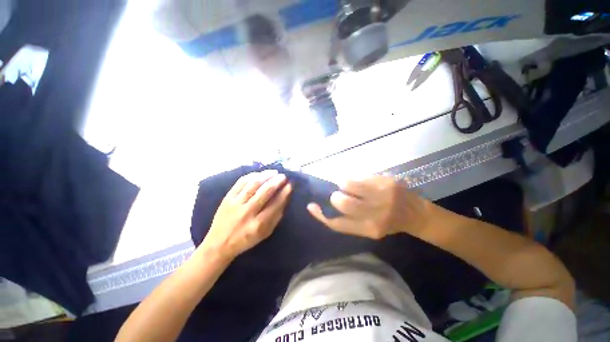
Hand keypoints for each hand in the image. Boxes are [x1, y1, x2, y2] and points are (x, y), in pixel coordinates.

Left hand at [201, 170, 291, 259]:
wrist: (219, 243)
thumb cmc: (246, 239)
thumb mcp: (265, 233)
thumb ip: (276, 217)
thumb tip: (285, 198)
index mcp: (258, 224)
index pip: (275, 204)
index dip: (284, 193)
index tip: (290, 185)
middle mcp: (247, 212)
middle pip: (265, 192)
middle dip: (276, 181)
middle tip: (283, 176)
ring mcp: (236, 203)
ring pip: (253, 184)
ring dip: (265, 176)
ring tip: (274, 172)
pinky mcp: (227, 198)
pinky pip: (241, 182)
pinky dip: (251, 176)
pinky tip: (259, 174)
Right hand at [307, 175, 433, 239]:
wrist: (416, 214)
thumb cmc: (388, 222)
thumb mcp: (368, 228)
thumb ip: (348, 220)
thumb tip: (327, 204)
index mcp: (368, 229)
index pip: (337, 223)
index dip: (320, 215)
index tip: (312, 205)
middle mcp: (375, 215)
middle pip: (341, 202)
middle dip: (336, 196)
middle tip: (340, 193)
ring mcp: (382, 196)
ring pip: (347, 184)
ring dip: (344, 184)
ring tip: (351, 185)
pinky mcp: (387, 182)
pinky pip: (360, 176)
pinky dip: (355, 178)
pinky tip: (362, 181)